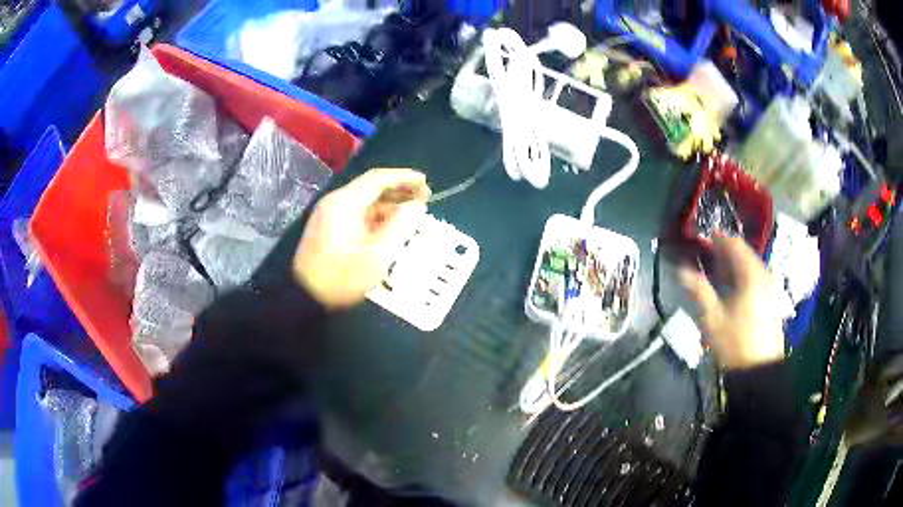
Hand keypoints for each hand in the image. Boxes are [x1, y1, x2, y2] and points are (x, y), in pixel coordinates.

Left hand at [294, 168, 429, 307]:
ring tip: (412, 213)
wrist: (303, 298)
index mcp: (344, 203)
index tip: (425, 181)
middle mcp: (336, 203)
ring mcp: (330, 215)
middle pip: (371, 188)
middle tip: (424, 198)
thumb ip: (399, 227)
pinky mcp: (329, 228)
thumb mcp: (375, 255)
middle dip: (399, 191)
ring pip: (365, 202)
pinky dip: (377, 216)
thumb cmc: (340, 277)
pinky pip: (357, 214)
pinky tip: (392, 227)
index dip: (404, 178)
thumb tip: (417, 206)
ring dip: (389, 205)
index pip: (378, 179)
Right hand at [679, 236, 783, 369]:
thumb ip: (699, 290)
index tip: (705, 236)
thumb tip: (681, 271)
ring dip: (736, 266)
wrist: (759, 371)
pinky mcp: (772, 302)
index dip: (719, 238)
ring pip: (752, 267)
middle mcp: (764, 276)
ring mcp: (770, 289)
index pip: (735, 245)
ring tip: (720, 272)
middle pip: (746, 254)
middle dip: (727, 252)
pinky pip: (758, 279)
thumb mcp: (712, 318)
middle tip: (710, 255)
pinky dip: (745, 277)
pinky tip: (735, 289)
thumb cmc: (734, 343)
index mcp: (750, 275)